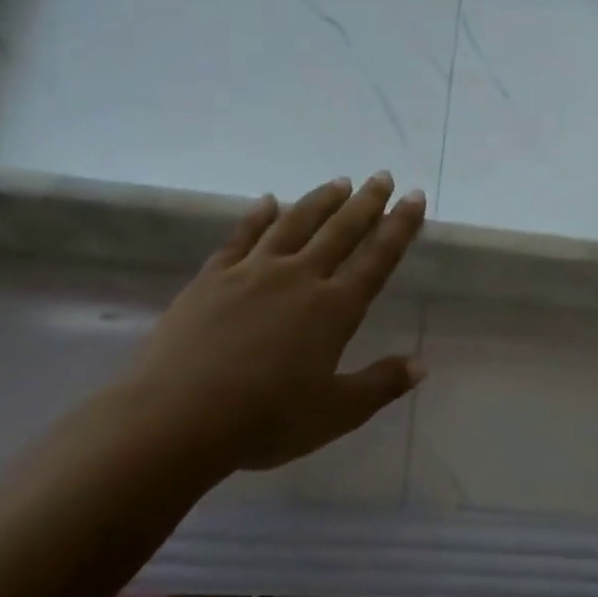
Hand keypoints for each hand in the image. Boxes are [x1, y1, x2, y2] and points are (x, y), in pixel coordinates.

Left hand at [120, 172, 427, 471]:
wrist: (177, 418)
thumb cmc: (266, 419)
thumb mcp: (336, 412)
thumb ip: (380, 385)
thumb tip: (421, 365)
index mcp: (335, 308)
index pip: (377, 258)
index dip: (399, 226)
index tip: (415, 197)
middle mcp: (299, 278)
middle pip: (340, 230)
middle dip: (366, 202)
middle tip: (382, 177)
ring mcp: (252, 273)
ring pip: (294, 224)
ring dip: (320, 200)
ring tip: (339, 181)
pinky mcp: (212, 278)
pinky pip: (241, 237)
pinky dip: (257, 216)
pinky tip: (267, 200)